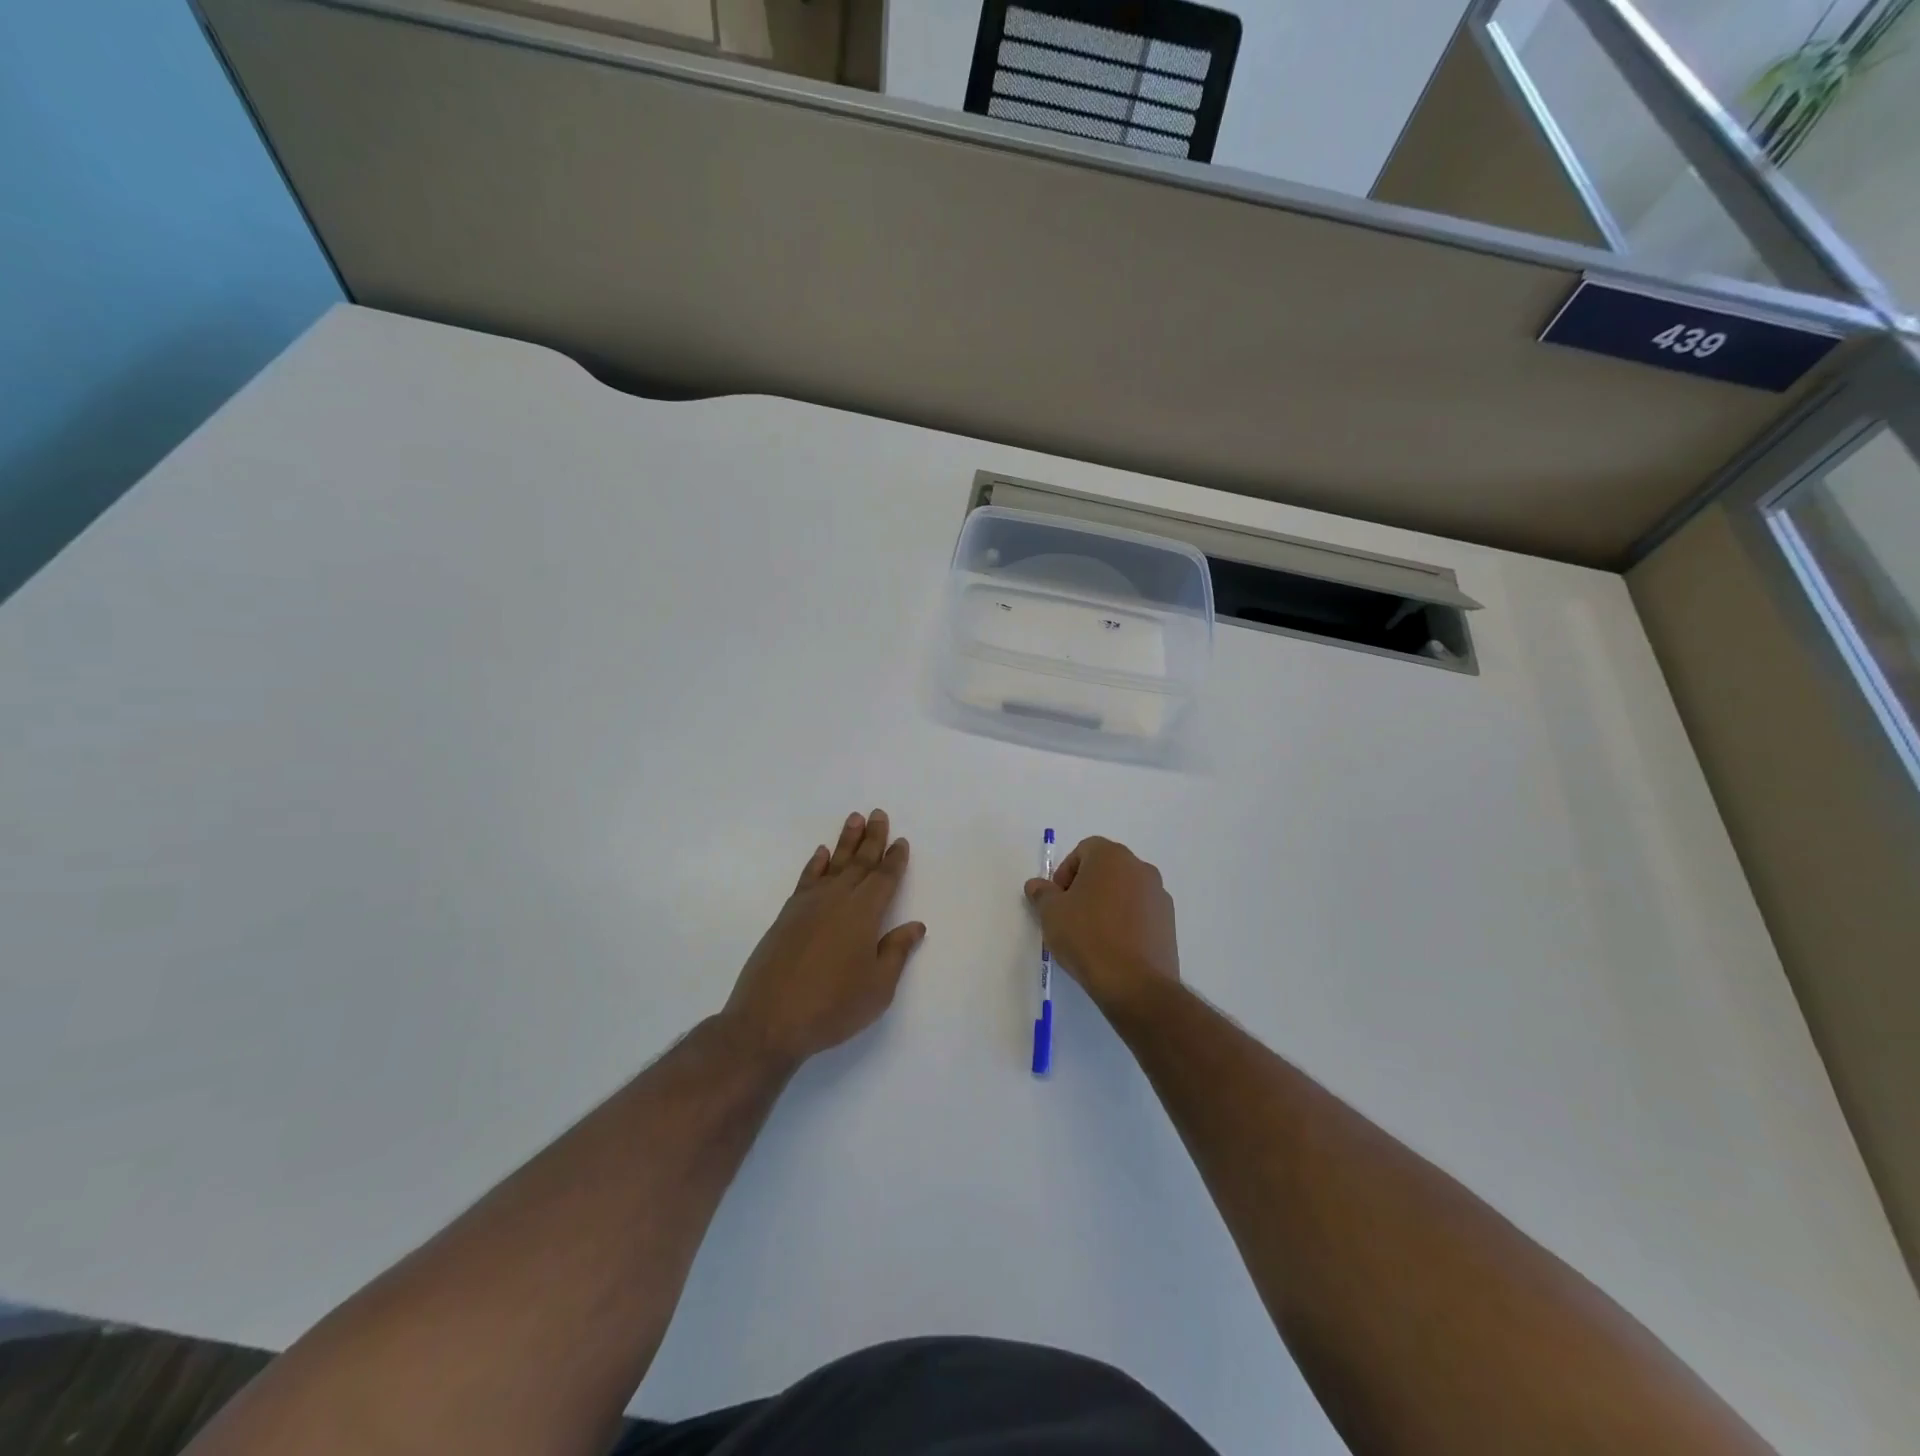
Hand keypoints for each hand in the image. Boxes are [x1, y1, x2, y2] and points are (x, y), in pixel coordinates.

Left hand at [723, 810, 926, 1066]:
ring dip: (845, 841)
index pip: (884, 879)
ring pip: (833, 864)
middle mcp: (837, 900)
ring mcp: (808, 905)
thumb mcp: (878, 988)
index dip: (895, 859)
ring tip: (854, 818)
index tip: (901, 840)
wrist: (769, 1021)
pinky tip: (821, 854)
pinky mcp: (787, 916)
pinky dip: (816, 864)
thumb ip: (896, 952)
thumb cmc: (833, 1007)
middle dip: (872, 838)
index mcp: (864, 914)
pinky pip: (807, 879)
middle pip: (860, 863)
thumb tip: (915, 925)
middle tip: (879, 813)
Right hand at [1024, 836, 1179, 1017]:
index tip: (1057, 900)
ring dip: (1108, 904)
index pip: (1083, 850)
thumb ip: (1042, 894)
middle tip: (1071, 916)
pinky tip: (1114, 948)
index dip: (1065, 873)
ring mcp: (1159, 895)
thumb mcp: (1051, 914)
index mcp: (1111, 856)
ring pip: (1125, 891)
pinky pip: (1141, 913)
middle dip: (1086, 887)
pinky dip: (1126, 921)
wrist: (1135, 983)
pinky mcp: (1170, 923)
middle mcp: (1140, 868)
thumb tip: (1036, 885)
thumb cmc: (1087, 937)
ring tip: (1093, 935)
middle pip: (1106, 869)